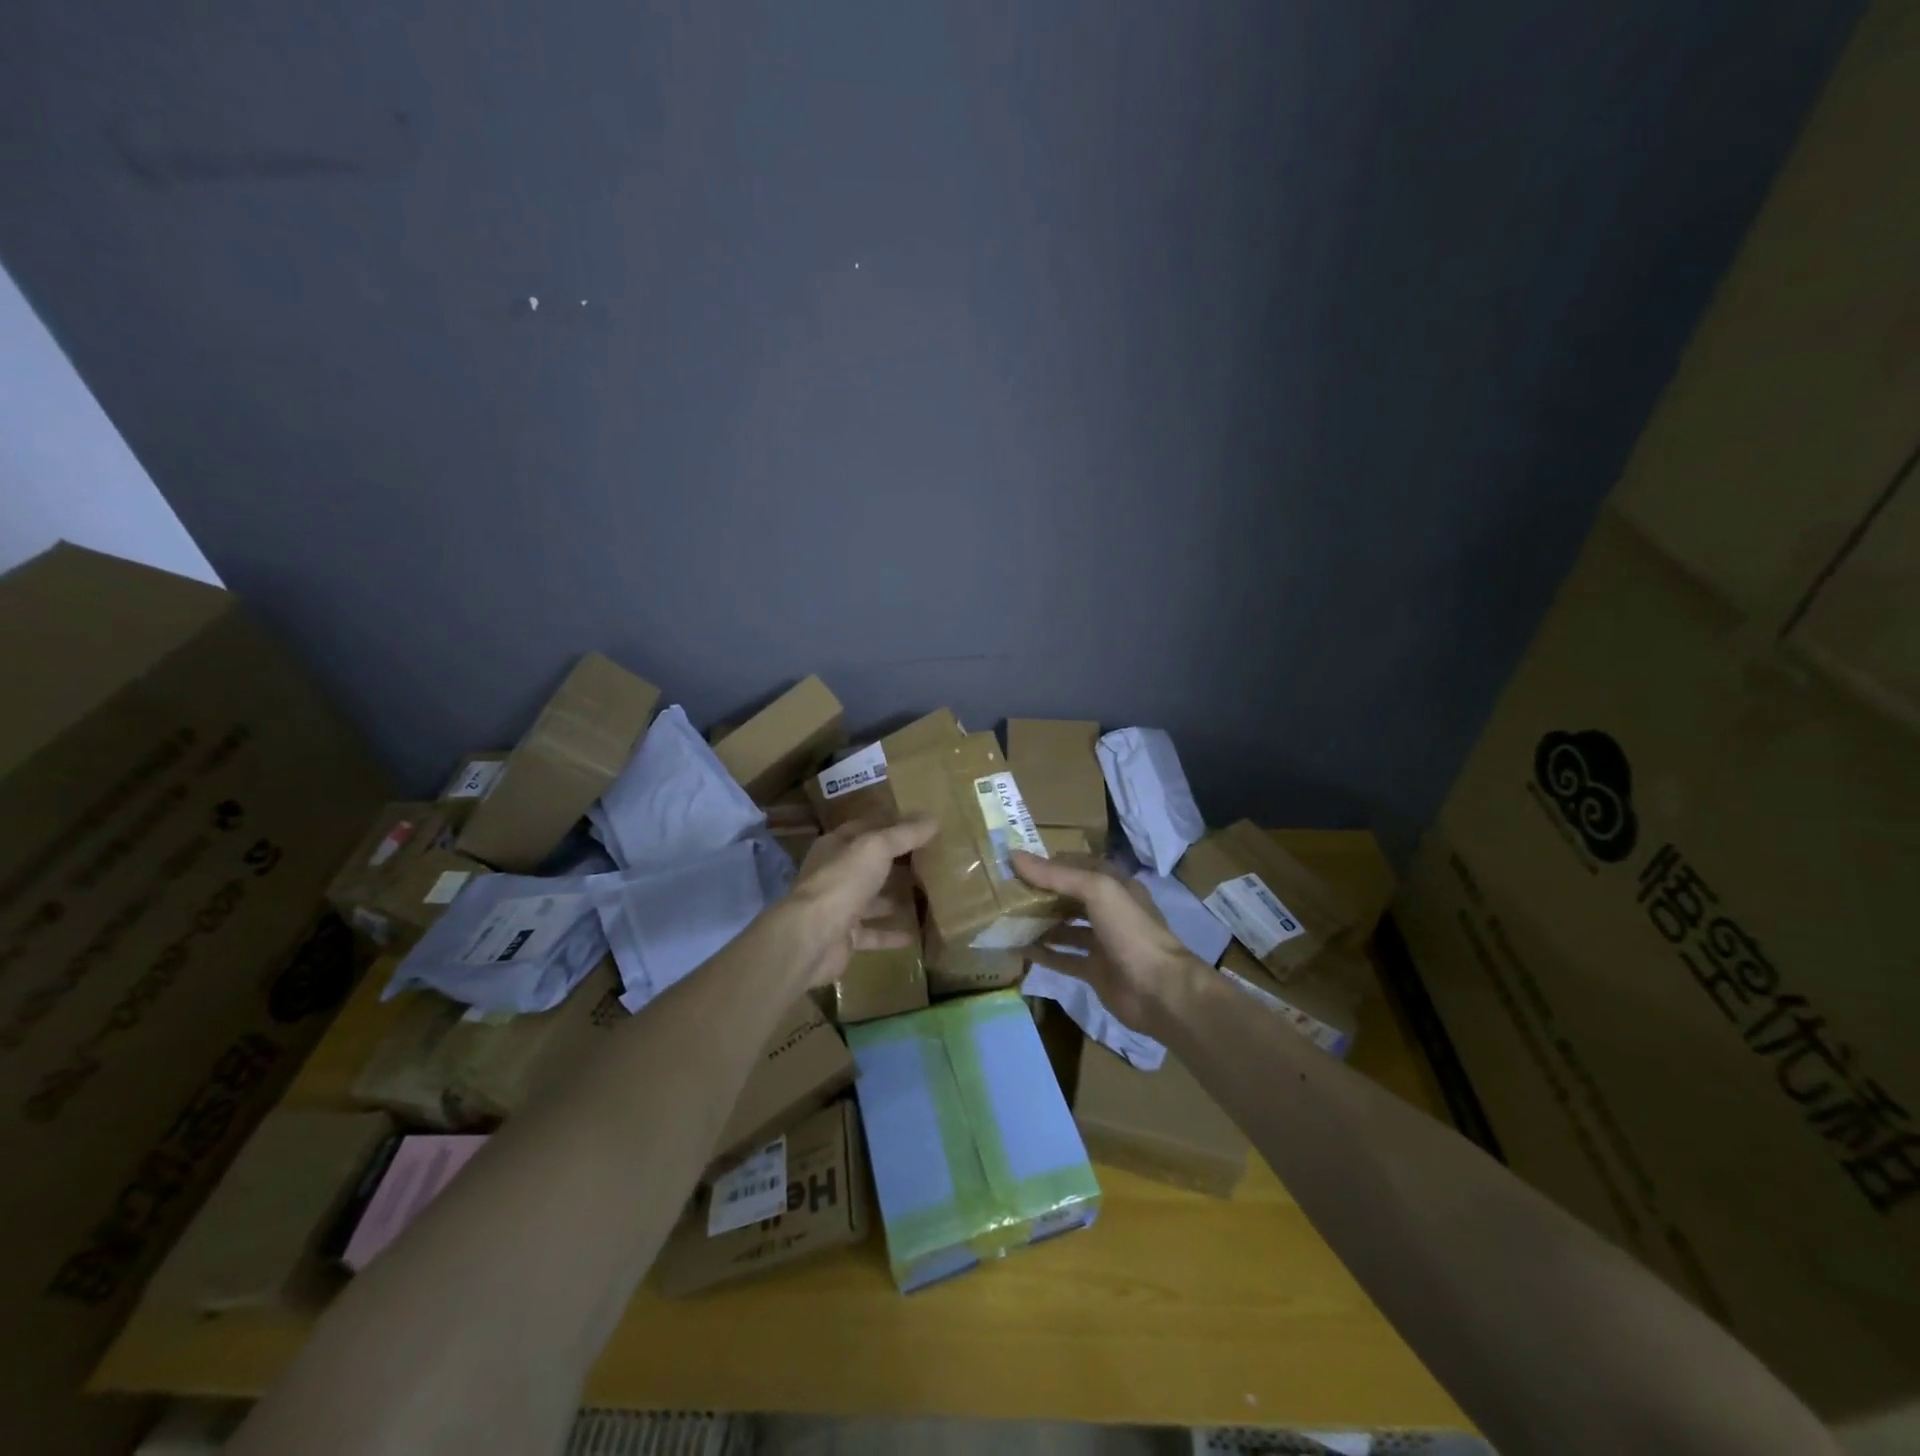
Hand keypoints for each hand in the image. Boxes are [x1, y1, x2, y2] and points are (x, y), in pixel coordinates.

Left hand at [780, 815, 937, 987]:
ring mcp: (838, 906)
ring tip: (927, 896)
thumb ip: (904, 834)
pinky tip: (917, 933)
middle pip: (869, 864)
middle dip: (896, 862)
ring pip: (871, 899)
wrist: (812, 938)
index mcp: (836, 846)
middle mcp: (835, 874)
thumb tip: (933, 819)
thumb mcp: (876, 848)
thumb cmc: (842, 882)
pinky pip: (874, 933)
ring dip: (895, 898)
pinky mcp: (845, 936)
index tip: (921, 825)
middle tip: (931, 860)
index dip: (891, 825)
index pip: (866, 828)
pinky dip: (892, 933)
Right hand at [1012, 850, 1199, 1029]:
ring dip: (1041, 922)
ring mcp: (1103, 942)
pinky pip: (1064, 957)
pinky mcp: (1095, 971)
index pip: (1078, 865)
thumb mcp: (1097, 890)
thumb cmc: (1130, 931)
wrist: (1159, 990)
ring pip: (1066, 927)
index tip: (1018, 864)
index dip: (1050, 863)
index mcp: (1115, 885)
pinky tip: (1019, 949)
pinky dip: (1044, 953)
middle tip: (1007, 892)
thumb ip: (1057, 875)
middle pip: (1070, 896)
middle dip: (1042, 893)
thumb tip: (1015, 856)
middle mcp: (1109, 910)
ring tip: (1009, 918)